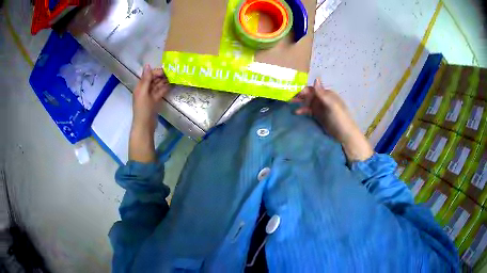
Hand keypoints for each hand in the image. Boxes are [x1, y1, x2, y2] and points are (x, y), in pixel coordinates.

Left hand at [129, 64, 170, 162]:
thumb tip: (147, 65)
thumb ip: (146, 79)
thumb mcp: (143, 92)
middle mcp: (145, 89)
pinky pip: (160, 92)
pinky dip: (165, 88)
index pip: (149, 75)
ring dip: (165, 81)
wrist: (144, 126)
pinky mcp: (155, 101)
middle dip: (162, 75)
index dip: (157, 71)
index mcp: (140, 86)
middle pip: (153, 79)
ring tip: (175, 77)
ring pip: (158, 85)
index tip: (167, 70)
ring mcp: (150, 96)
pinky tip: (172, 85)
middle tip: (174, 73)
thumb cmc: (143, 109)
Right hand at [292, 79, 373, 161]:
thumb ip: (322, 93)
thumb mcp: (331, 105)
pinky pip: (308, 110)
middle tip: (288, 97)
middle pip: (309, 95)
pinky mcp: (318, 116)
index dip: (303, 89)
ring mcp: (320, 107)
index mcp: (327, 94)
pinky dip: (302, 110)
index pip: (313, 89)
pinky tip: (296, 112)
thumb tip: (316, 78)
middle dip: (299, 95)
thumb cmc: (340, 119)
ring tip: (289, 103)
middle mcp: (322, 99)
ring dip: (299, 102)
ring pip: (307, 102)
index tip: (294, 92)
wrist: (344, 135)